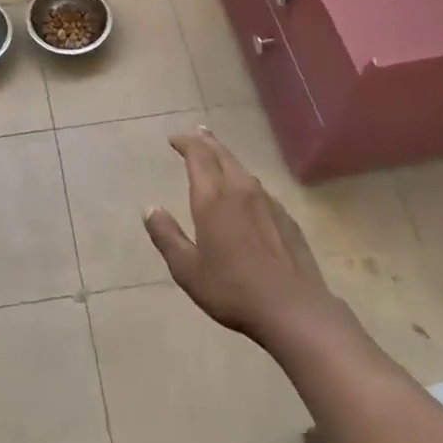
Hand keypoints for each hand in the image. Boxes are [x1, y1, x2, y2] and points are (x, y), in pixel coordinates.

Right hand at [144, 126, 345, 349]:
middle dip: (207, 141)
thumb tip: (149, 208)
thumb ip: (166, 235)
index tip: (174, 139)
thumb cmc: (232, 290)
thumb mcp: (187, 269)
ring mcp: (268, 203)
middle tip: (197, 132)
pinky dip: (246, 181)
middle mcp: (240, 191)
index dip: (185, 143)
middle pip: (222, 154)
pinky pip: (260, 189)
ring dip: (227, 157)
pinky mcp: (286, 218)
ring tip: (218, 155)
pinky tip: (247, 193)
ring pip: (243, 169)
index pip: (197, 156)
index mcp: (212, 199)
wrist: (294, 309)